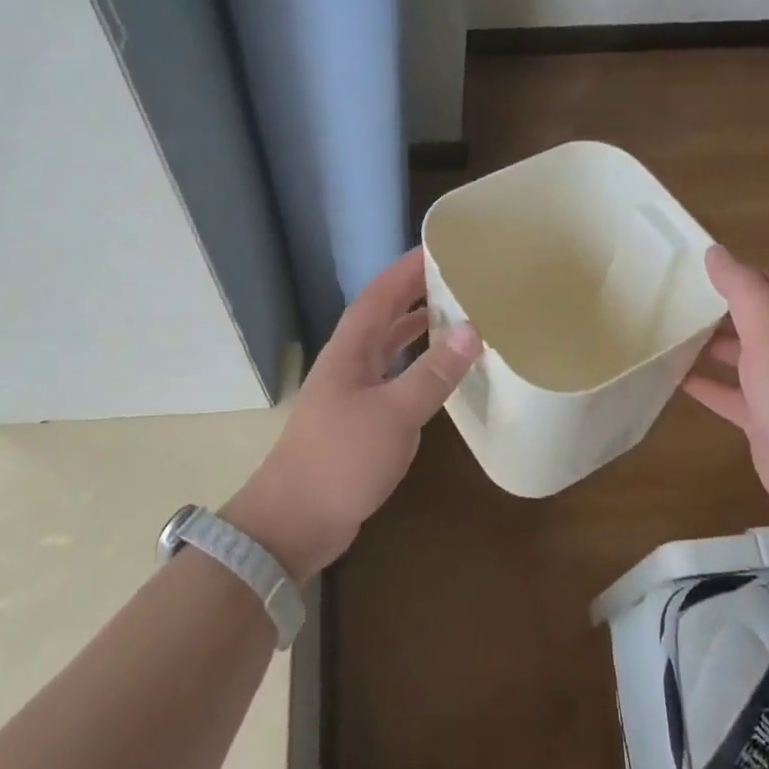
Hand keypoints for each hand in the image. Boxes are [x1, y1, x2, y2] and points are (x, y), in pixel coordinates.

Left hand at [226, 248, 480, 580]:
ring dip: (416, 329)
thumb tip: (473, 328)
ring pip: (388, 347)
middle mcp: (349, 363)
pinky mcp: (360, 421)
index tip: (438, 246)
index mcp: (350, 350)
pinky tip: (439, 374)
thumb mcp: (394, 414)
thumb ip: (433, 373)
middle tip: (456, 276)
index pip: (380, 294)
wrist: (295, 521)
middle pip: (383, 315)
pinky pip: (394, 379)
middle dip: (415, 292)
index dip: (406, 268)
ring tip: (455, 315)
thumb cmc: (341, 459)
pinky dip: (417, 368)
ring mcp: (353, 393)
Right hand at [683, 246, 768, 523]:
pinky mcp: (761, 420)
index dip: (731, 272)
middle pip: (747, 320)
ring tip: (663, 334)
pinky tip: (672, 379)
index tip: (689, 265)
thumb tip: (715, 252)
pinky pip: (727, 394)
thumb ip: (745, 291)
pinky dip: (703, 384)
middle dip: (712, 308)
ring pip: (735, 357)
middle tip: (666, 299)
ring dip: (704, 345)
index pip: (763, 285)